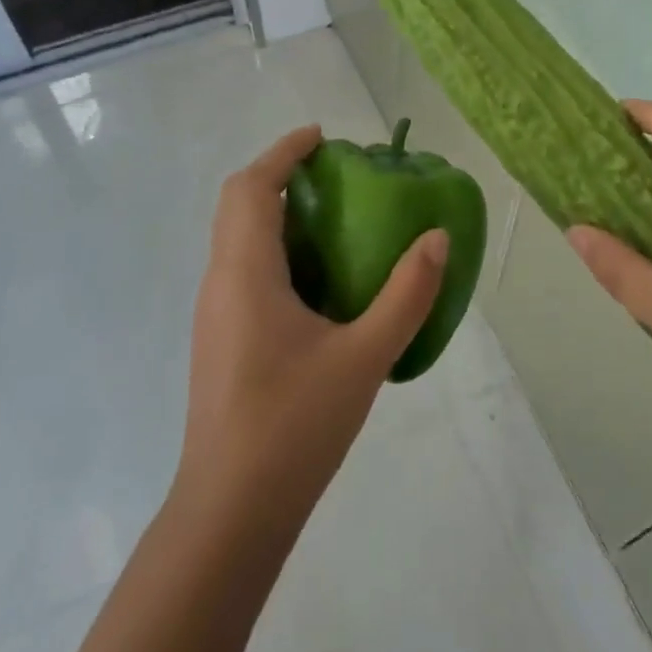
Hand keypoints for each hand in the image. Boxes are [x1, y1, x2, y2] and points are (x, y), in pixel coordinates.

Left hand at [174, 126, 447, 539]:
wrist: (229, 515)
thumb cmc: (293, 427)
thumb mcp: (363, 357)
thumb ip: (405, 295)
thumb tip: (436, 240)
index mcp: (245, 273)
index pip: (252, 187)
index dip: (283, 152)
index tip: (322, 137)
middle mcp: (221, 282)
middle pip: (239, 204)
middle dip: (280, 175)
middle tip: (334, 174)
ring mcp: (215, 314)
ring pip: (238, 238)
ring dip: (277, 212)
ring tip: (333, 218)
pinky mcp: (220, 340)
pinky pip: (243, 269)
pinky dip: (275, 248)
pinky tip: (318, 281)